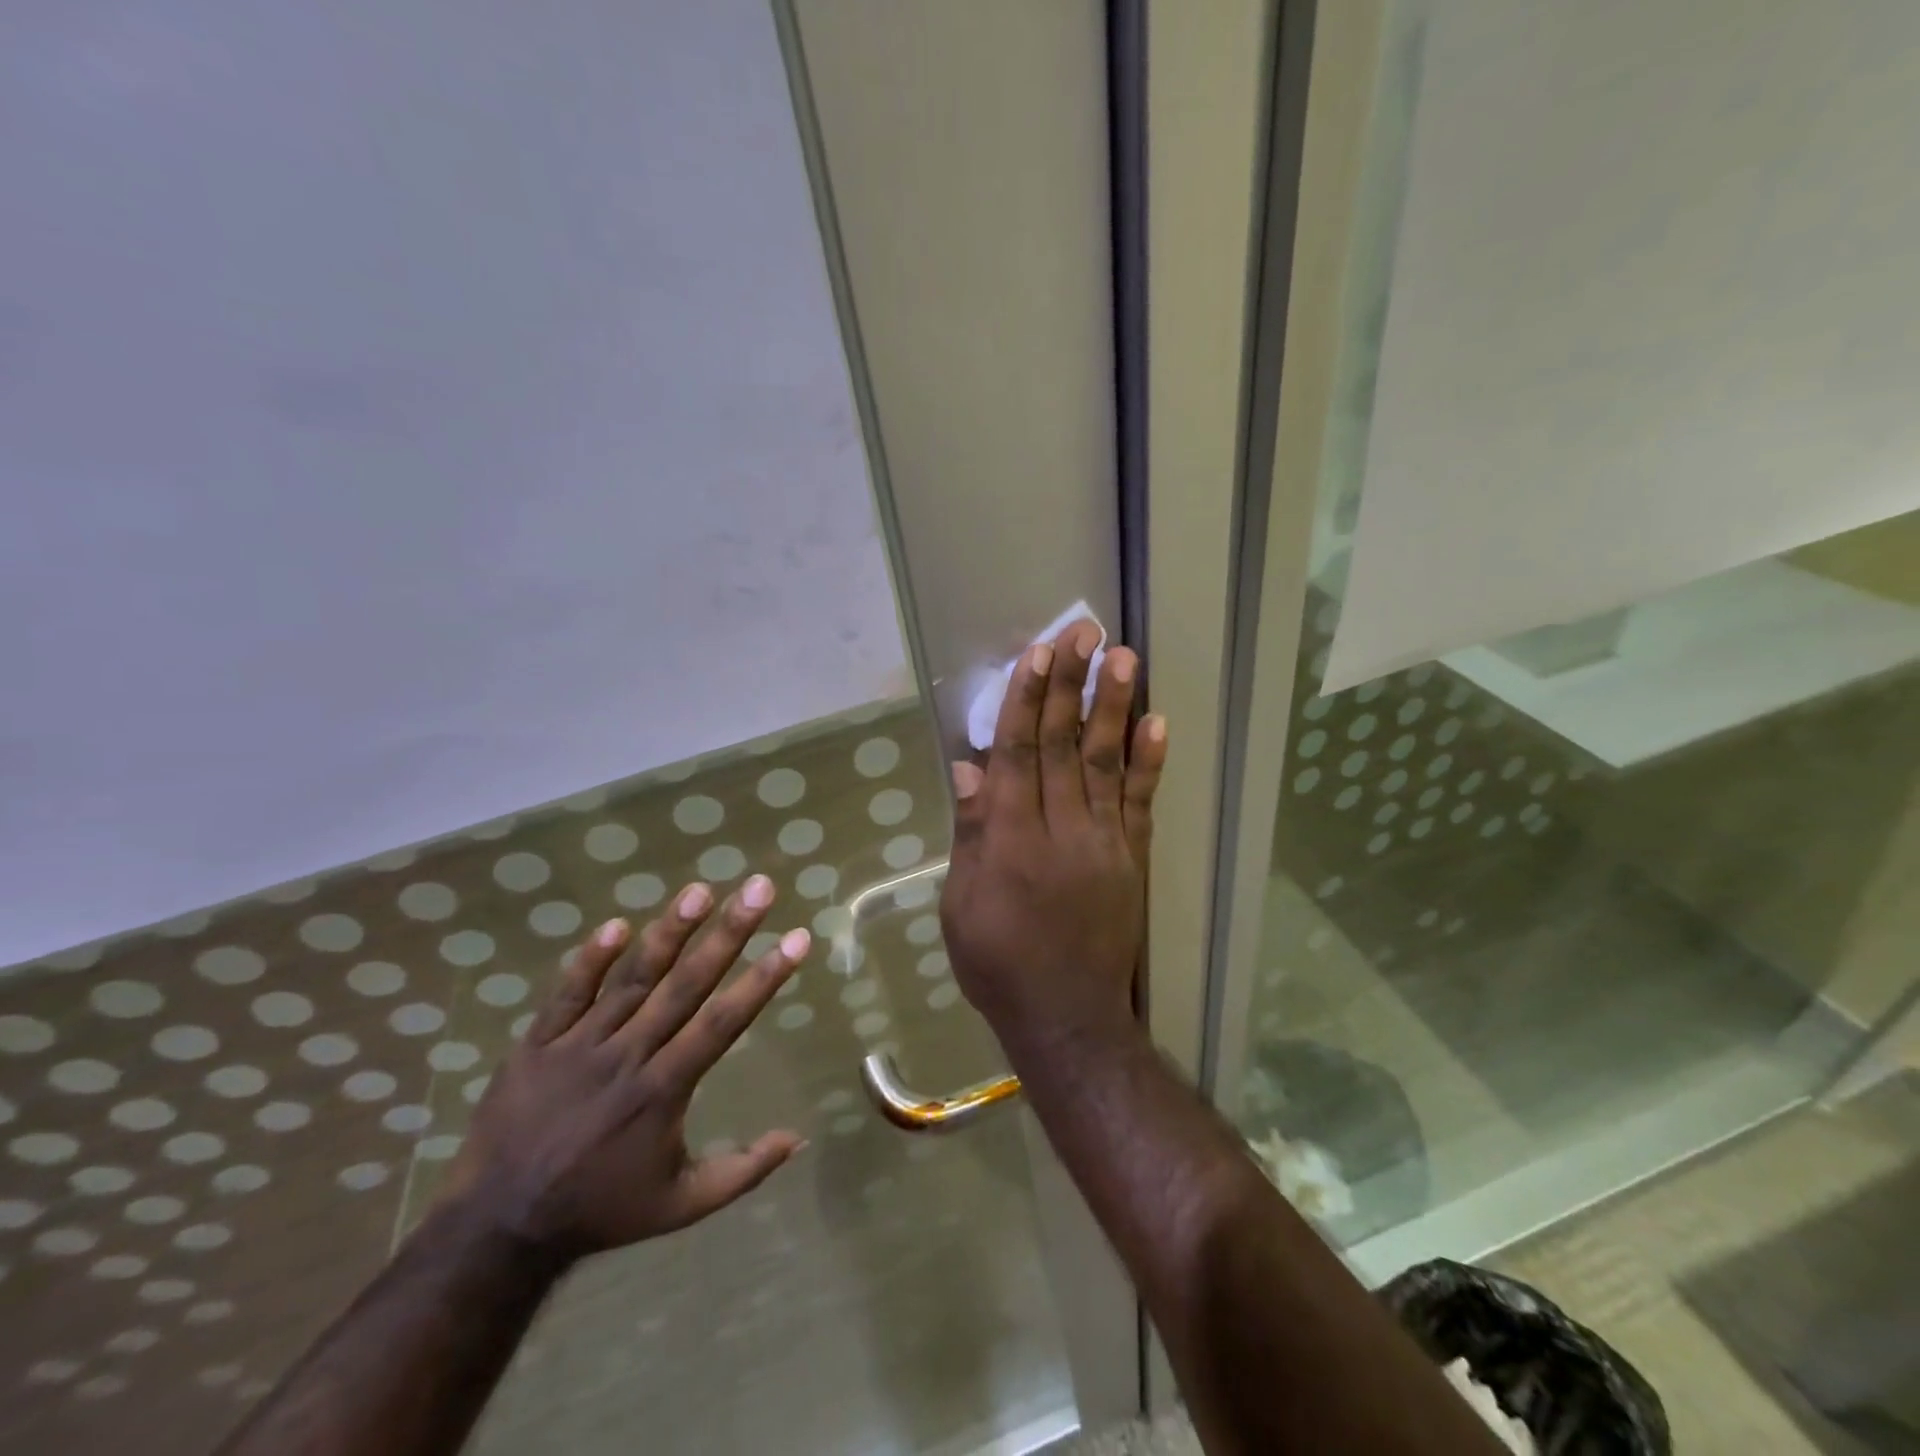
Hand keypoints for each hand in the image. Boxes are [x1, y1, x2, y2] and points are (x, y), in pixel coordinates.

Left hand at [440, 876, 809, 1261]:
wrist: (497, 1229)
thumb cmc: (601, 1210)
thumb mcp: (682, 1205)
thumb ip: (743, 1170)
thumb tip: (799, 1139)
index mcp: (665, 1089)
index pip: (725, 1021)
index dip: (763, 978)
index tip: (796, 938)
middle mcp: (629, 1056)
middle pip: (686, 984)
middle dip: (728, 933)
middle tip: (758, 888)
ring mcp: (579, 1046)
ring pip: (632, 980)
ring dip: (668, 933)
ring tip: (699, 890)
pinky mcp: (537, 1044)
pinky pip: (566, 995)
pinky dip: (590, 960)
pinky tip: (618, 924)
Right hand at [940, 620, 1166, 1053]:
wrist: (1067, 1016)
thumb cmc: (998, 962)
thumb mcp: (962, 905)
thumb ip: (970, 834)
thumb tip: (969, 768)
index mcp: (1009, 839)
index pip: (1016, 754)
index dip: (1025, 700)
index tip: (1035, 654)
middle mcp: (1059, 829)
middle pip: (1061, 744)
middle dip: (1070, 684)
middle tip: (1082, 632)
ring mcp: (1103, 840)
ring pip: (1105, 761)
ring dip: (1114, 707)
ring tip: (1123, 657)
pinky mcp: (1132, 857)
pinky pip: (1141, 802)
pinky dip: (1150, 761)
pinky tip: (1157, 721)